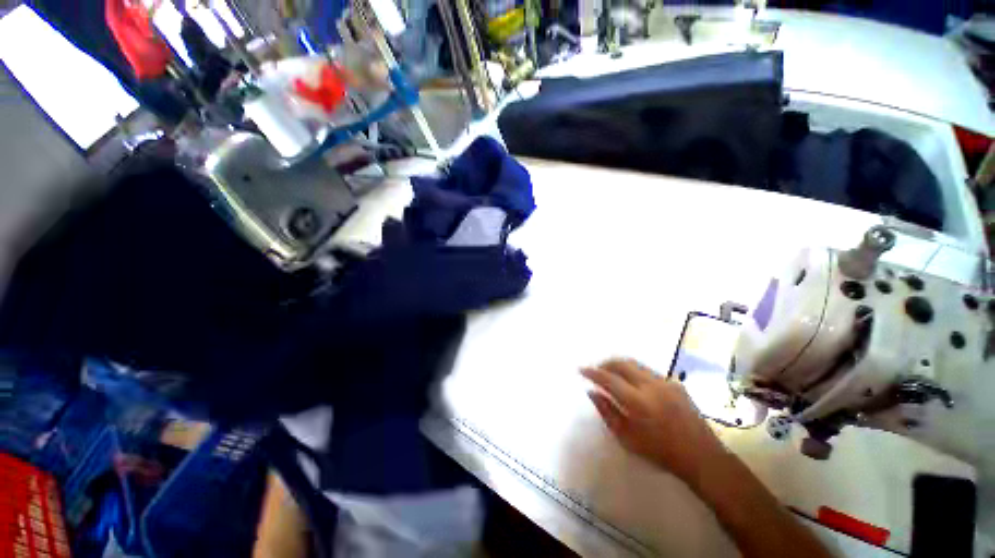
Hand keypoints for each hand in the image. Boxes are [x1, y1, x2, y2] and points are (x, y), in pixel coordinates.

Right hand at [582, 359, 726, 484]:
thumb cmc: (660, 452)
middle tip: (596, 369)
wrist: (701, 457)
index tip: (581, 369)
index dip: (593, 372)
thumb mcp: (627, 438)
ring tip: (612, 374)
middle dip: (606, 363)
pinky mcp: (676, 384)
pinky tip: (635, 384)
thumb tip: (592, 392)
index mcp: (638, 402)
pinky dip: (635, 372)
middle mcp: (652, 386)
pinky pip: (649, 372)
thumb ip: (607, 412)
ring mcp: (666, 382)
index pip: (609, 379)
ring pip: (636, 364)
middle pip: (623, 363)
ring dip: (620, 365)